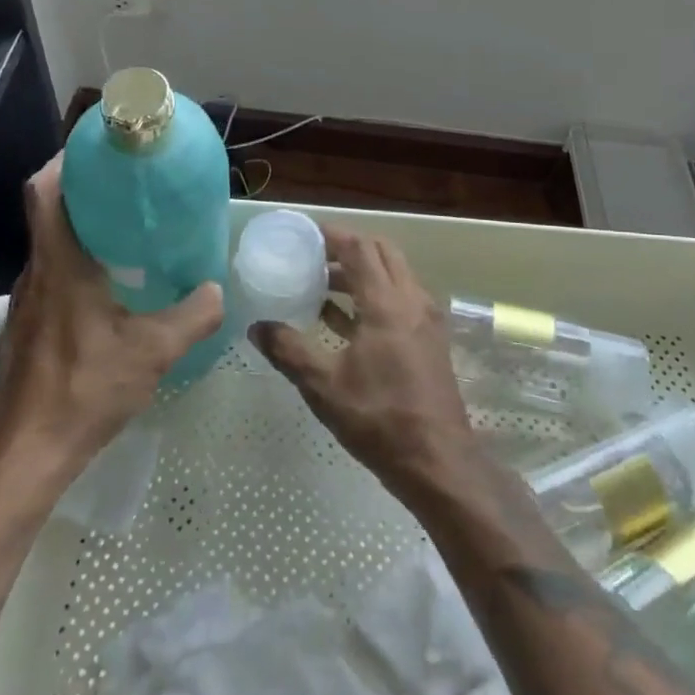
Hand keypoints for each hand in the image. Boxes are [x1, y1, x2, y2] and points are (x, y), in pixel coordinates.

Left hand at [0, 155, 223, 484]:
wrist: (26, 455)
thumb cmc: (84, 391)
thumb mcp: (153, 352)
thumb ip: (193, 316)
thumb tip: (218, 290)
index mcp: (60, 264)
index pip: (44, 191)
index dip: (65, 160)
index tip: (99, 149)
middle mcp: (37, 271)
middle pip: (49, 210)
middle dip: (85, 188)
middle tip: (132, 185)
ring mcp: (28, 299)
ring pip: (51, 243)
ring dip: (83, 226)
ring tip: (130, 228)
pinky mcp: (28, 324)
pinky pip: (53, 273)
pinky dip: (79, 260)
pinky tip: (112, 285)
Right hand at [250, 225, 475, 500]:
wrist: (437, 461)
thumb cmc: (379, 418)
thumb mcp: (324, 386)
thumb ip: (289, 350)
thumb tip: (256, 327)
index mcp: (387, 303)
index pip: (360, 249)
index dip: (332, 235)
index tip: (305, 234)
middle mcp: (411, 300)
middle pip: (382, 253)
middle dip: (349, 248)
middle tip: (314, 256)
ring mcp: (425, 319)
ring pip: (394, 275)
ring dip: (361, 272)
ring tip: (323, 285)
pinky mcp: (429, 339)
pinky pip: (400, 299)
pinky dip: (374, 295)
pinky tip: (344, 319)